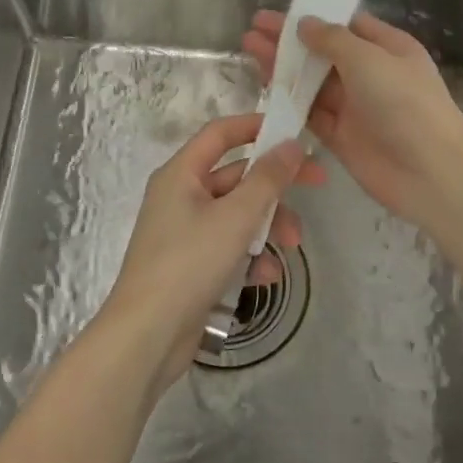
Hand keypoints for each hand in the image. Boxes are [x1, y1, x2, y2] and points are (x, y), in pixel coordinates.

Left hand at [101, 113, 322, 389]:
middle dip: (274, 187)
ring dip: (267, 226)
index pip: (220, 133)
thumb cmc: (189, 263)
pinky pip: (227, 246)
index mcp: (181, 174)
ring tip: (292, 247)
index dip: (256, 126)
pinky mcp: (190, 264)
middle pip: (235, 176)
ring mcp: (184, 231)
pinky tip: (266, 276)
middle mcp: (180, 195)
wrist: (146, 336)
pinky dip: (250, 255)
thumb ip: (268, 179)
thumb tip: (291, 145)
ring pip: (237, 213)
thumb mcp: (236, 217)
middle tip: (316, 185)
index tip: (293, 132)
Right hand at [240, 10, 462, 224]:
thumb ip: (333, 40)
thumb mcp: (370, 59)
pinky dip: (289, 102)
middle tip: (253, 30)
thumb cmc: (404, 103)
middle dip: (290, 41)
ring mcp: (355, 107)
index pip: (347, 25)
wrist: (430, 171)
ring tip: (249, 51)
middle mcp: (371, 74)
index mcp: (387, 48)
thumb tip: (305, 23)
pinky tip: (263, 88)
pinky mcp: (341, 136)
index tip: (280, 12)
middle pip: (324, 53)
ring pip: (312, 83)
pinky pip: (310, 114)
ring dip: (284, 68)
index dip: (314, 17)